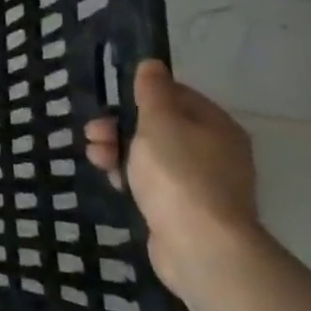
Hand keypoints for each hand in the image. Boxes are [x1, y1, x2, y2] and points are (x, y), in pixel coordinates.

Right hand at [84, 58, 259, 299]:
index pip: (176, 96)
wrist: (200, 246)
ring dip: (119, 151)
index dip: (140, 95)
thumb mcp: (159, 122)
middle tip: (94, 133)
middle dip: (120, 126)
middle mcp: (214, 151)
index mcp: (215, 125)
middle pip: (159, 127)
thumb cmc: (179, 174)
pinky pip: (152, 183)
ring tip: (96, 158)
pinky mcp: (184, 210)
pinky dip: (130, 178)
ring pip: (151, 156)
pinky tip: (113, 182)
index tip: (111, 103)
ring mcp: (200, 183)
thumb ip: (152, 92)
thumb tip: (152, 64)